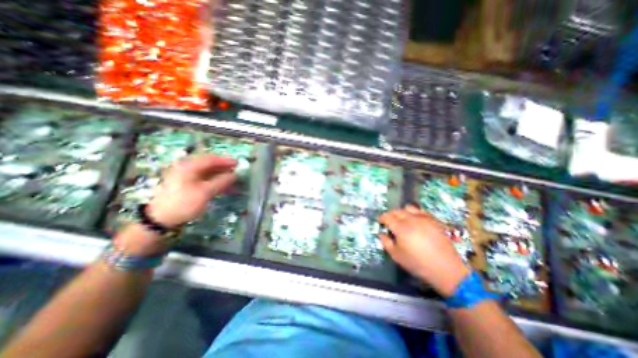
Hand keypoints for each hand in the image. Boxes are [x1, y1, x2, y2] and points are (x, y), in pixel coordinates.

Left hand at [148, 154, 237, 225]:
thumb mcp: (205, 192)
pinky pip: (204, 180)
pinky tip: (223, 188)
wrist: (160, 219)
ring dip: (220, 176)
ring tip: (232, 181)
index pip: (211, 159)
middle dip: (224, 168)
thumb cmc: (184, 203)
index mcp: (189, 166)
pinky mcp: (186, 185)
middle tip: (236, 171)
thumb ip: (221, 182)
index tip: (237, 163)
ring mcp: (186, 177)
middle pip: (209, 165)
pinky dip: (215, 182)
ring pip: (208, 173)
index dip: (225, 161)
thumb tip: (234, 175)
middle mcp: (187, 168)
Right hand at [378, 206, 472, 296]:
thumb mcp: (396, 256)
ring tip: (403, 220)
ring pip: (409, 208)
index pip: (387, 217)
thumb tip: (382, 233)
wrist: (446, 269)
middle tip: (389, 221)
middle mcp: (411, 219)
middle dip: (391, 214)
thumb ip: (386, 242)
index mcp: (401, 228)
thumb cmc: (418, 263)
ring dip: (403, 212)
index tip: (380, 222)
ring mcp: (424, 218)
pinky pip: (421, 211)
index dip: (382, 218)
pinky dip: (415, 213)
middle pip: (397, 211)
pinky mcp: (434, 220)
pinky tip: (416, 221)